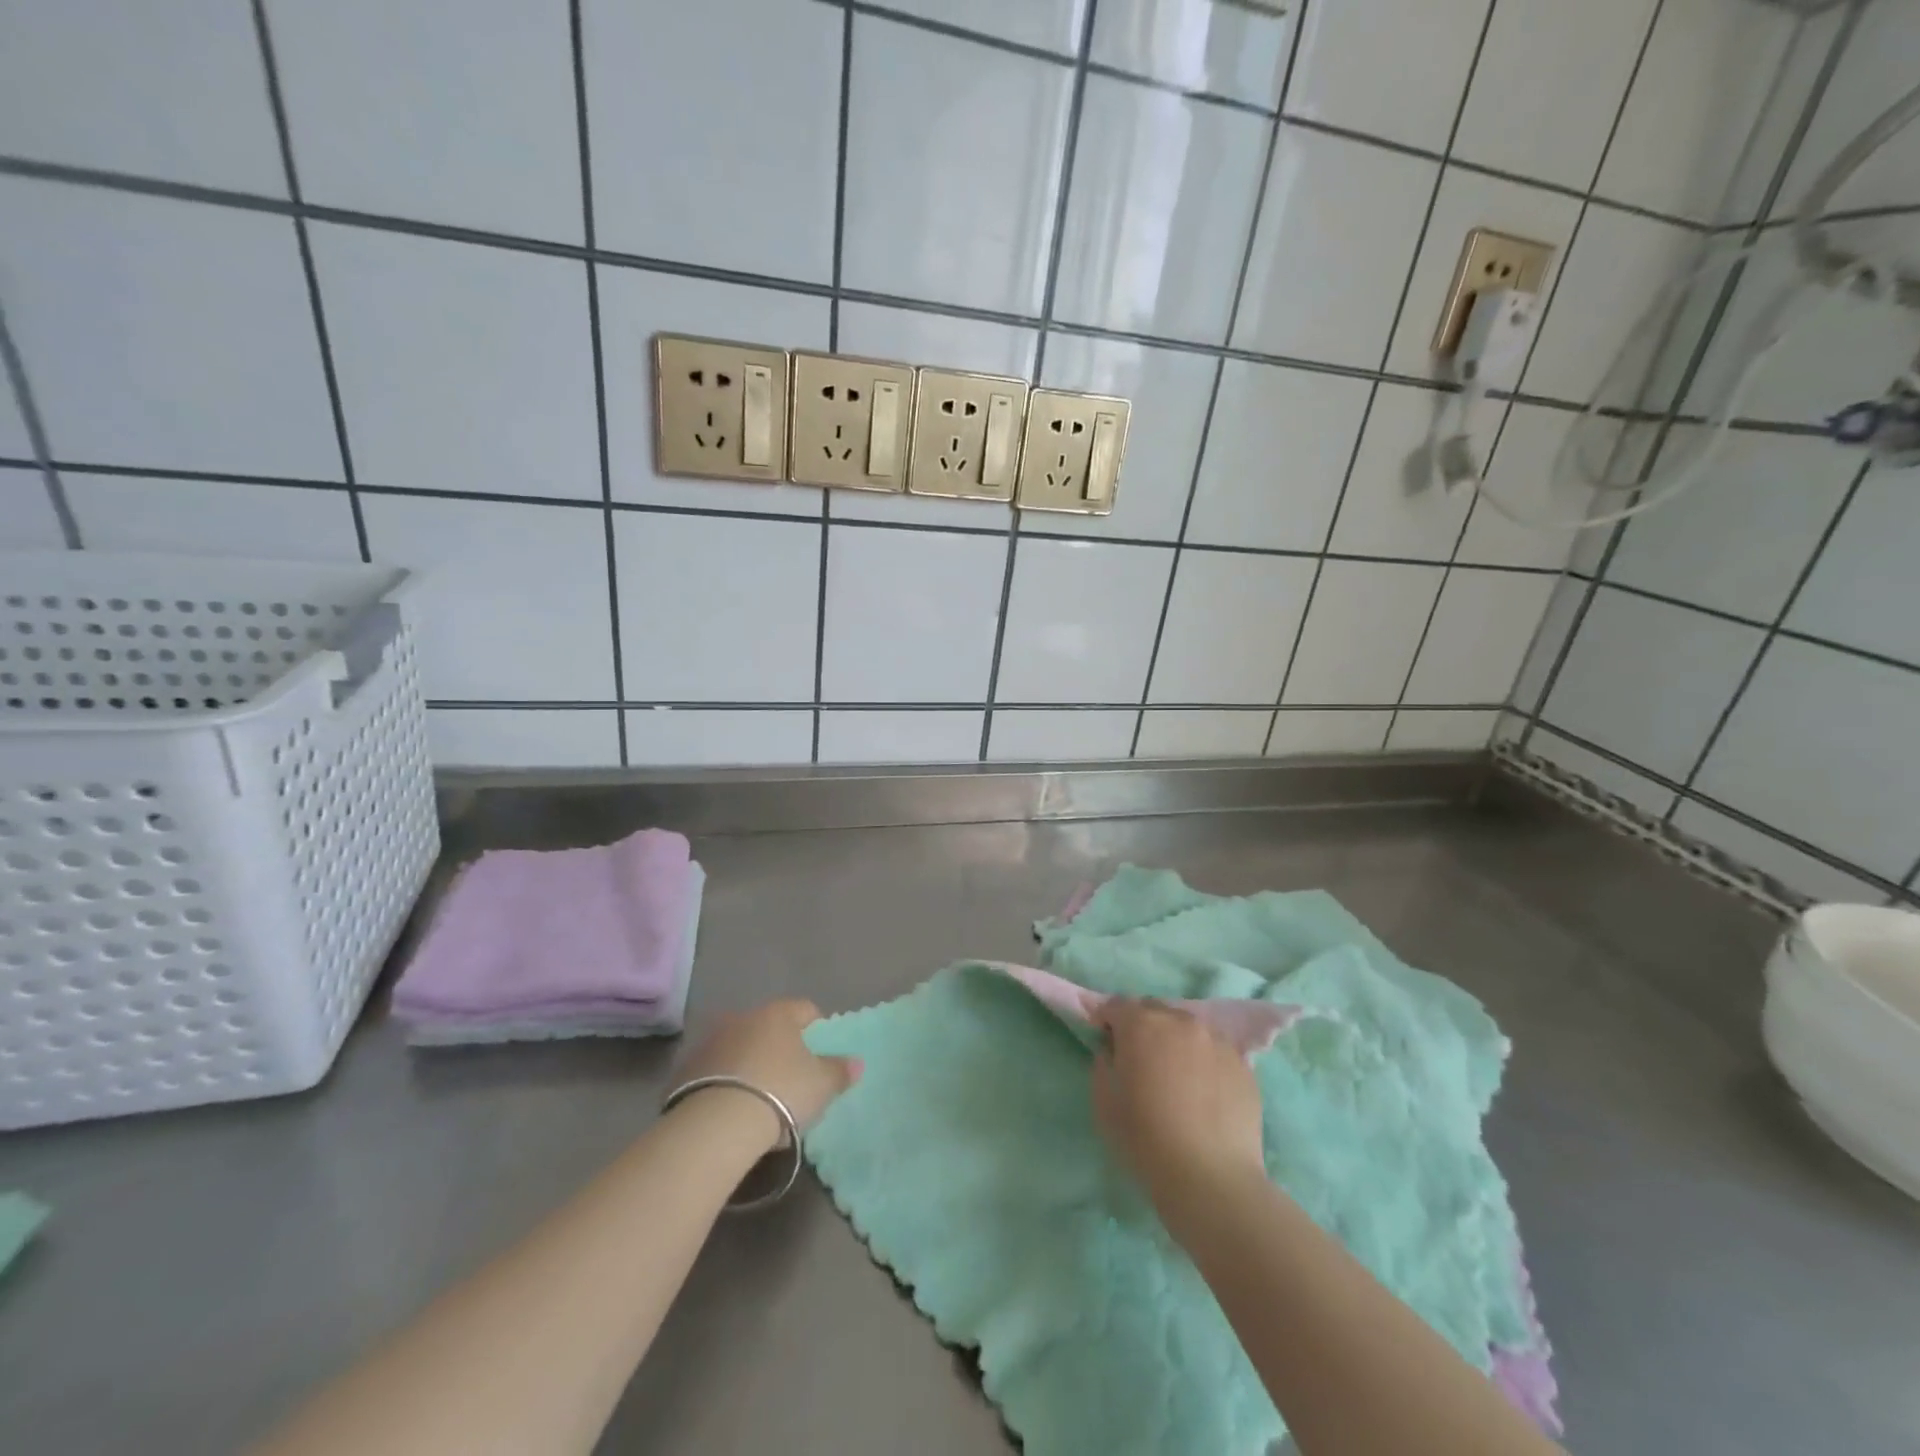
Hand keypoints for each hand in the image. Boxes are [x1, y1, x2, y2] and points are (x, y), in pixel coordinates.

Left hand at [674, 1000, 861, 1153]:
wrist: (716, 1124)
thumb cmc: (780, 1092)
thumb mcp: (821, 1085)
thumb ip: (840, 1071)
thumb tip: (857, 1062)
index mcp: (778, 1014)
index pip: (805, 1009)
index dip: (817, 1029)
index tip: (821, 1052)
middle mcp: (743, 1018)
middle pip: (769, 1027)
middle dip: (780, 1047)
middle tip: (791, 1078)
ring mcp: (710, 1042)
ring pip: (739, 1047)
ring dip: (749, 1063)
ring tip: (759, 1097)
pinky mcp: (684, 1070)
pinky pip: (714, 1071)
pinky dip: (724, 1083)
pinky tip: (731, 1109)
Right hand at [1092, 999, 1265, 1219]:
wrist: (1210, 1177)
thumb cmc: (1146, 1138)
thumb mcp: (1104, 1102)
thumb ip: (1103, 1063)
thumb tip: (1113, 1051)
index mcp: (1141, 1024)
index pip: (1116, 1005)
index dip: (1107, 1021)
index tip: (1107, 1043)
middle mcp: (1180, 1021)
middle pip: (1154, 1010)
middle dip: (1142, 1026)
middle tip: (1140, 1060)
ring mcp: (1216, 1040)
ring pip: (1187, 1028)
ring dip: (1175, 1041)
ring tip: (1176, 1075)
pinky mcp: (1243, 1064)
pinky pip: (1214, 1051)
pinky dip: (1203, 1060)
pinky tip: (1203, 1092)